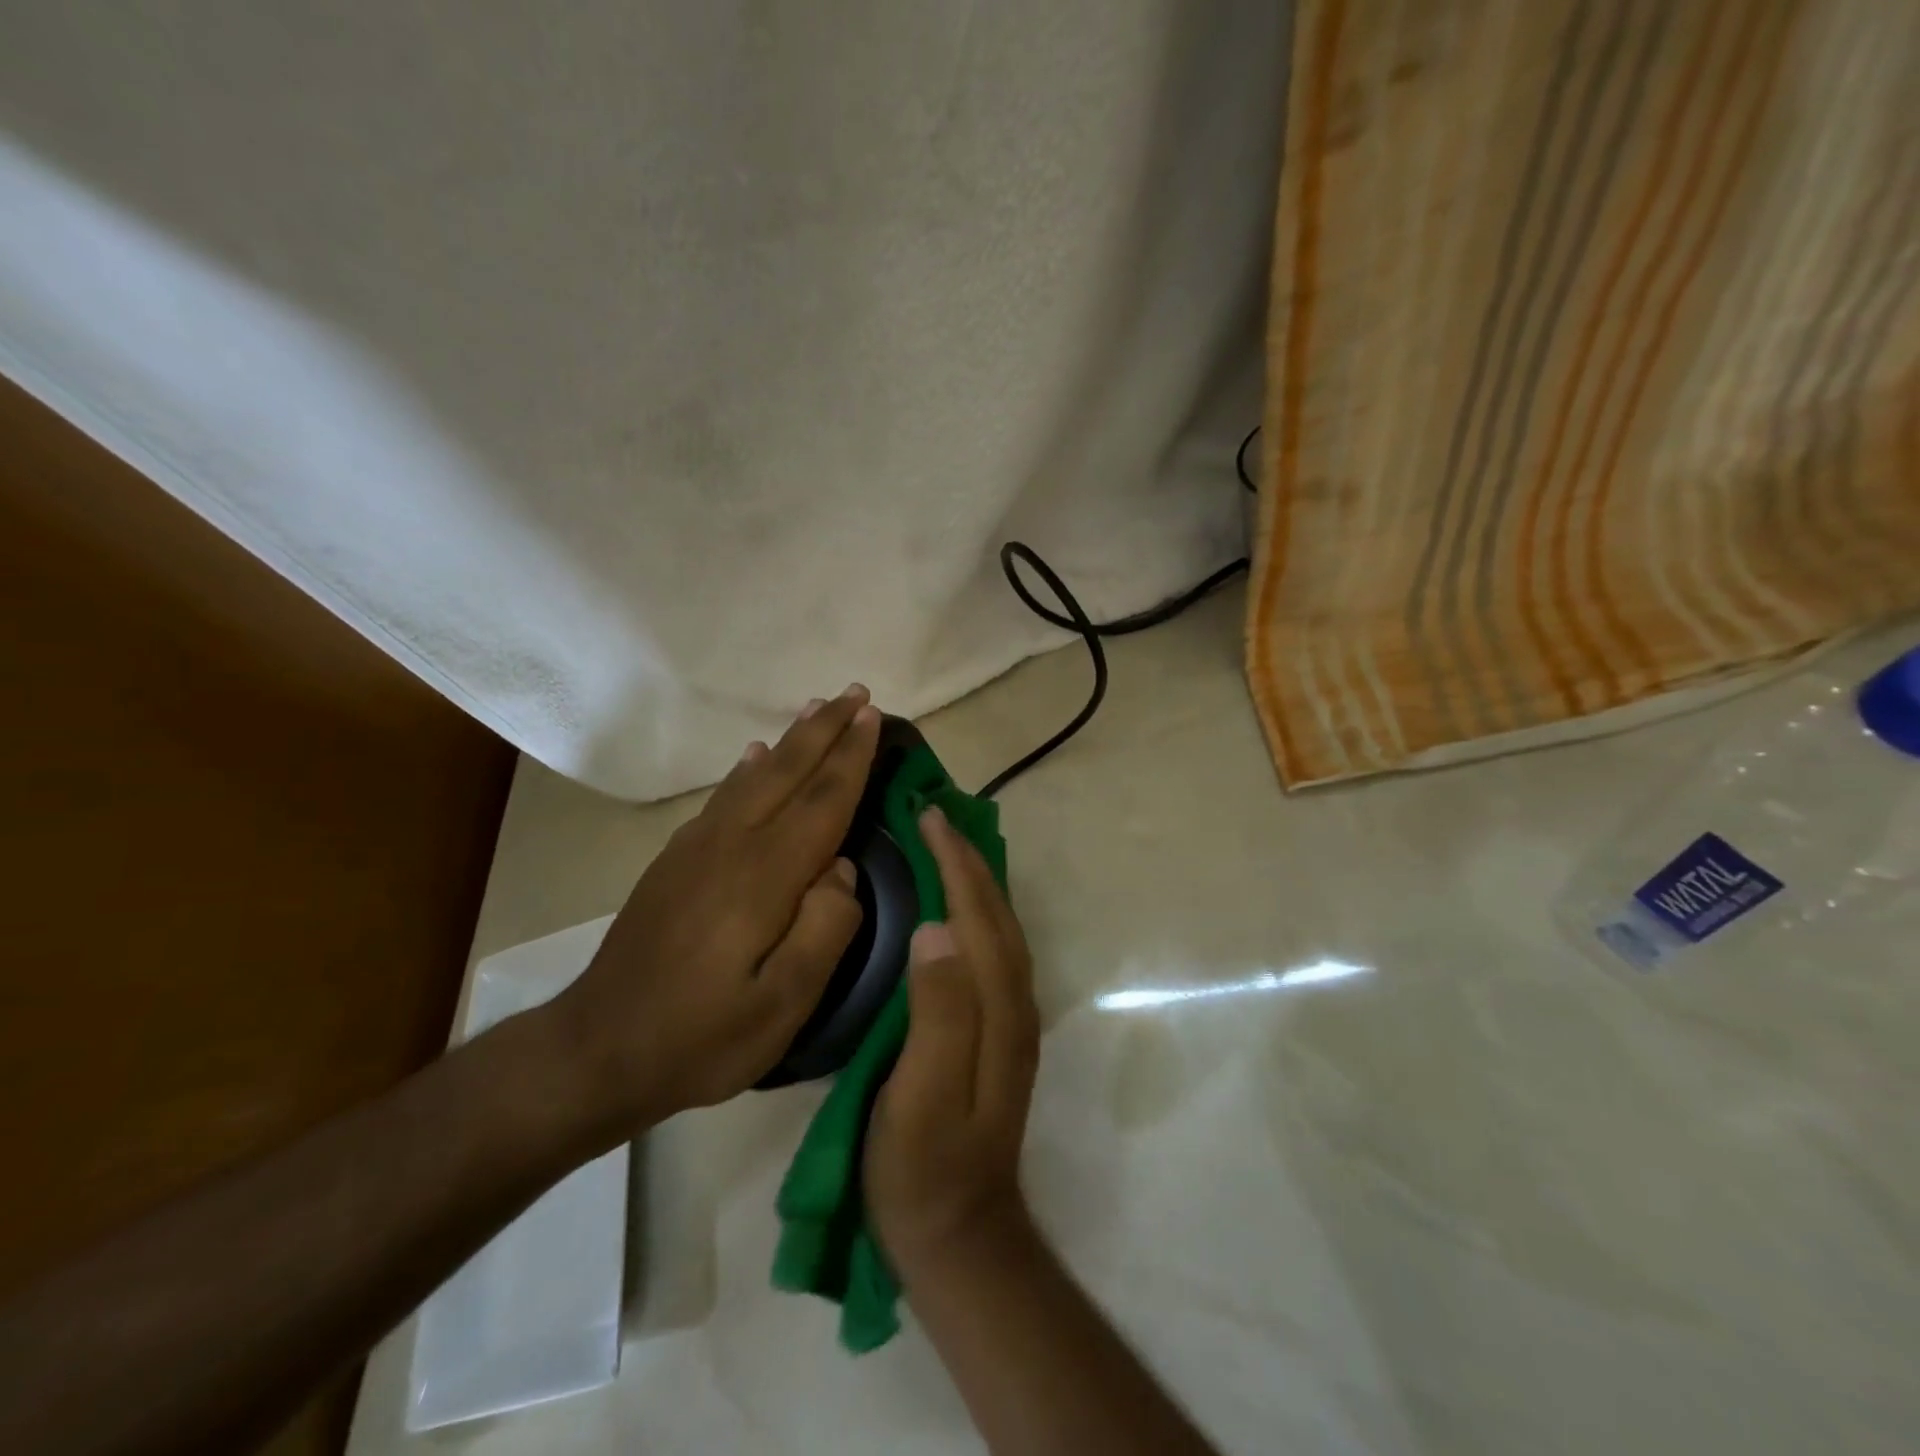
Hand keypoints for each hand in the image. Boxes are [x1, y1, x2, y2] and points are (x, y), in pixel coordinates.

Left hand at [551, 687, 880, 1136]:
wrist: (596, 1050)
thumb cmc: (701, 1036)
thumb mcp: (783, 1006)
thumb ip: (825, 930)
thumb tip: (843, 870)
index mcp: (764, 876)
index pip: (822, 800)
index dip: (851, 757)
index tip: (873, 717)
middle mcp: (730, 845)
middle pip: (787, 772)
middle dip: (825, 729)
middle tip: (856, 693)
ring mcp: (696, 849)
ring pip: (754, 776)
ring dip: (791, 739)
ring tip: (816, 708)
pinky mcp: (674, 861)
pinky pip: (723, 796)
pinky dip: (746, 768)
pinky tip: (753, 757)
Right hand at [867, 805, 1040, 1278]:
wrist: (960, 1233)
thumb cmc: (924, 1166)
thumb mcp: (921, 1095)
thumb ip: (936, 1013)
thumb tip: (937, 929)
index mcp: (995, 1007)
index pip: (977, 914)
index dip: (954, 862)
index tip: (928, 817)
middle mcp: (1014, 1001)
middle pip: (996, 912)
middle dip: (968, 858)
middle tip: (934, 815)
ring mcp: (1011, 1016)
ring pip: (999, 927)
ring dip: (977, 878)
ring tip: (945, 844)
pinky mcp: (999, 1029)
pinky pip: (992, 947)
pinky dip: (977, 909)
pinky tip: (957, 905)